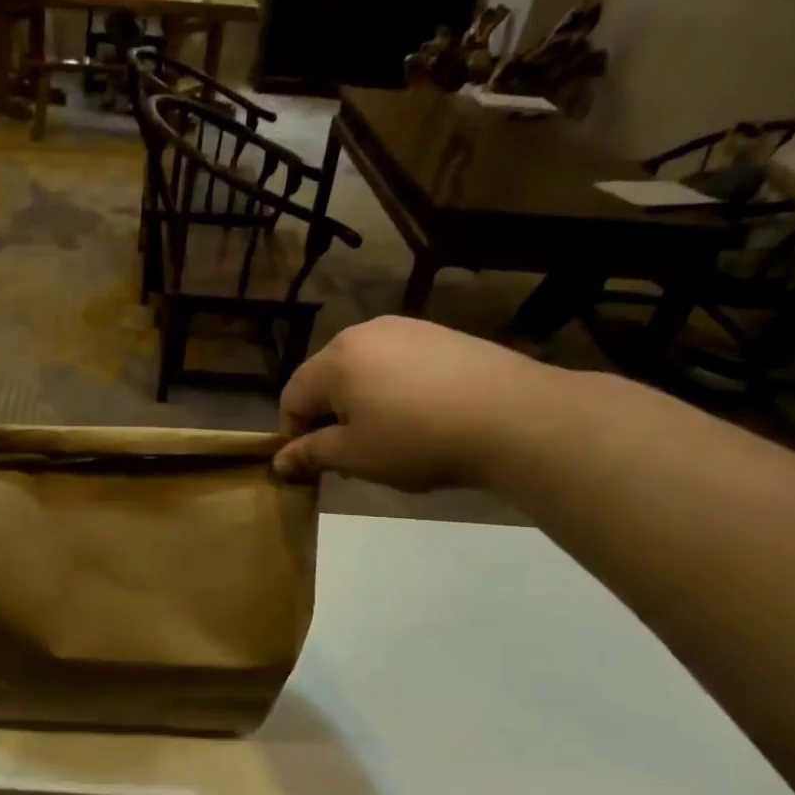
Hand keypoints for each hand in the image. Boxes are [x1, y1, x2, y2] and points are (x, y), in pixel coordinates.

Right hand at [273, 317, 556, 491]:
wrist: (515, 417)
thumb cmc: (418, 440)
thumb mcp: (355, 456)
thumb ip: (311, 454)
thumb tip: (279, 461)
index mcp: (336, 358)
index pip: (292, 396)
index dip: (295, 434)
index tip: (317, 465)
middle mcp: (365, 332)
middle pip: (326, 379)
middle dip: (329, 417)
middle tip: (353, 455)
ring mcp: (407, 328)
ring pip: (363, 371)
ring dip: (362, 404)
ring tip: (390, 438)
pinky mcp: (441, 335)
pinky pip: (398, 364)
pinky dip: (394, 391)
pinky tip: (422, 417)